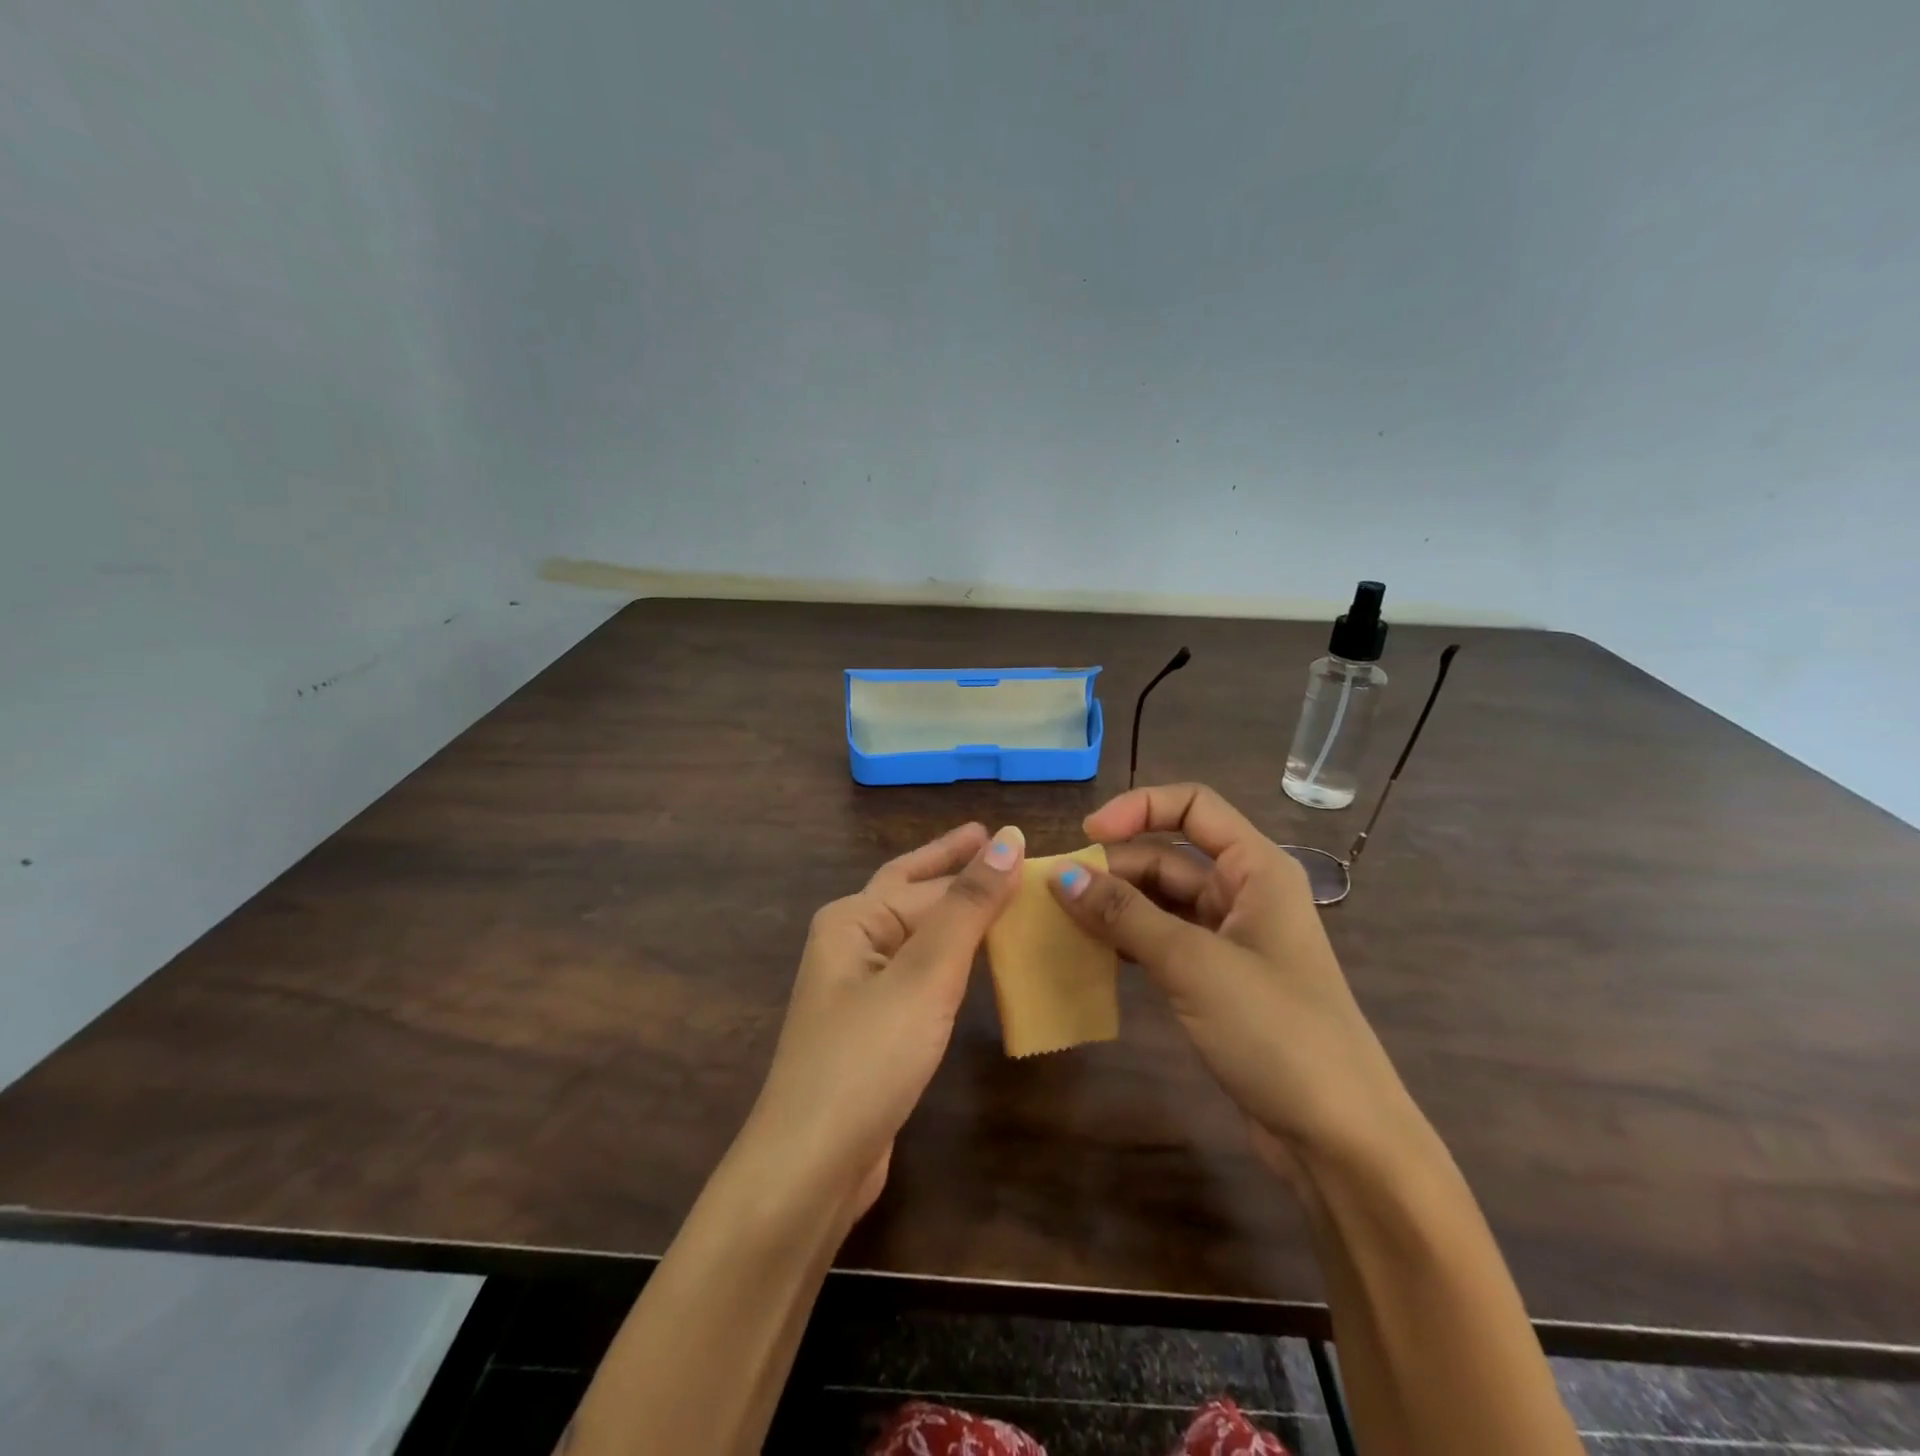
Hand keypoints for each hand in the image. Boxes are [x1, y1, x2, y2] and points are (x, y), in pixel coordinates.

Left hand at [744, 823, 1024, 1219]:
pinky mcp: (876, 1028)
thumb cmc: (868, 1057)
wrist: (812, 1167)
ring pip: (920, 936)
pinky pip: (922, 974)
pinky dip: (954, 958)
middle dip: (956, 871)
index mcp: (853, 920)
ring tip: (1002, 895)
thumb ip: (968, 906)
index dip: (976, 861)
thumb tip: (1008, 838)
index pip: (928, 880)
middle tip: (1003, 845)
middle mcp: (852, 945)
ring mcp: (861, 989)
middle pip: (915, 895)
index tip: (1020, 840)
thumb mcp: (925, 974)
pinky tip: (979, 960)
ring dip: (958, 914)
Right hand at [1047, 784, 1415, 1174]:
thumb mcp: (1194, 964)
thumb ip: (1125, 915)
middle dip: (1114, 866)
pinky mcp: (1218, 980)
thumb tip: (1060, 875)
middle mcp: (1244, 893)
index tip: (1086, 837)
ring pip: (1162, 901)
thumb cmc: (1277, 1032)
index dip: (1138, 808)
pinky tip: (1093, 953)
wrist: (1341, 1140)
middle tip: (1055, 891)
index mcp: (1256, 869)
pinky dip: (1128, 940)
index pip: (1193, 806)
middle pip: (1169, 856)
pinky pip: (1163, 941)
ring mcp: (1231, 939)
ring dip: (1115, 905)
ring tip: (1061, 918)